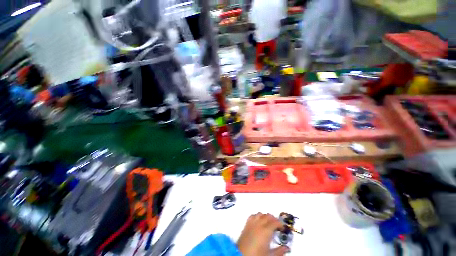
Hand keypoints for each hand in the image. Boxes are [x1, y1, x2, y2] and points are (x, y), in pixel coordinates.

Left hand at [237, 213, 289, 255]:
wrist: (241, 255)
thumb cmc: (256, 255)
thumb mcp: (270, 255)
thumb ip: (279, 251)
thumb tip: (286, 248)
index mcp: (266, 231)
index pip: (275, 222)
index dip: (280, 224)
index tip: (283, 228)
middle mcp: (259, 224)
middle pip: (268, 216)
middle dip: (273, 219)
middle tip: (277, 225)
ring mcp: (252, 223)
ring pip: (260, 214)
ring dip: (265, 216)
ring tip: (268, 222)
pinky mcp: (246, 224)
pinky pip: (252, 216)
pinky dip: (257, 216)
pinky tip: (258, 221)